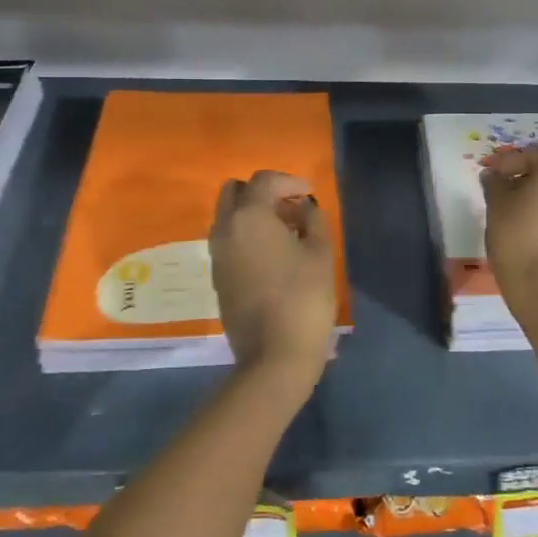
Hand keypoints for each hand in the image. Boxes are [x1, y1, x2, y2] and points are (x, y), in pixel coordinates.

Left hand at [210, 170, 336, 390]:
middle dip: (262, 192)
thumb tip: (305, 208)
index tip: (309, 195)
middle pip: (234, 192)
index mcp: (249, 217)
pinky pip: (228, 241)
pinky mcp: (217, 278)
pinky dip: (246, 235)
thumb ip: (314, 220)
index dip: (289, 181)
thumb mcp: (320, 253)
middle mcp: (225, 229)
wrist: (273, 355)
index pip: (264, 180)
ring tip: (286, 231)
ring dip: (253, 214)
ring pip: (228, 217)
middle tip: (291, 208)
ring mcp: (217, 255)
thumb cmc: (303, 298)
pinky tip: (273, 254)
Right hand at [481, 145, 537, 305]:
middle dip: (525, 177)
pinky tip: (532, 226)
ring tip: (515, 209)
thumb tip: (493, 175)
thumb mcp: (497, 204)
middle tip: (501, 189)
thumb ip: (494, 183)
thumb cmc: (518, 237)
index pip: (531, 154)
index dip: (506, 162)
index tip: (488, 174)